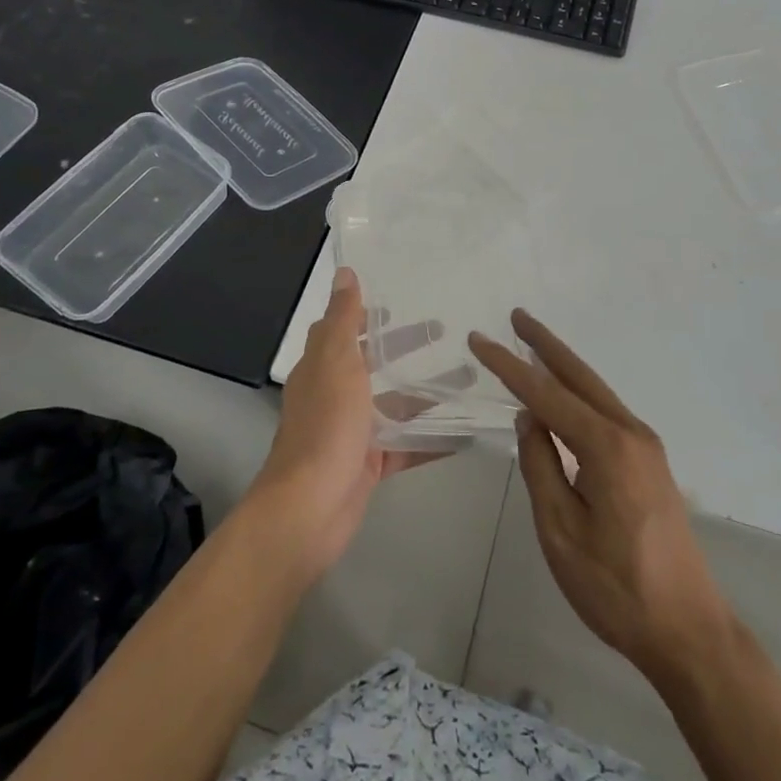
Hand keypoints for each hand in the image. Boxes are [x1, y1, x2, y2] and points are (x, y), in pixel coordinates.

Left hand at [250, 267, 437, 580]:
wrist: (309, 508)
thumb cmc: (325, 426)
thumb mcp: (337, 361)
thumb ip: (344, 318)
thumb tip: (345, 272)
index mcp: (323, 366)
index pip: (344, 329)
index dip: (367, 314)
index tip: (401, 300)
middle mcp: (336, 395)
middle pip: (375, 363)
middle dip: (407, 347)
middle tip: (446, 331)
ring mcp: (353, 431)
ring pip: (396, 404)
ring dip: (428, 391)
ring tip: (470, 377)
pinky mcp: (370, 464)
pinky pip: (407, 444)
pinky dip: (433, 437)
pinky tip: (467, 430)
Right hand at [470, 311, 733, 685]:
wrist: (689, 631)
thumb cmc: (616, 588)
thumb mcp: (561, 532)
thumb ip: (541, 467)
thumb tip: (530, 418)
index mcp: (607, 446)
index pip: (546, 394)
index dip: (509, 366)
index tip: (479, 339)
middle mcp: (630, 432)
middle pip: (579, 376)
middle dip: (545, 344)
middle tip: (516, 316)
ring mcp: (645, 446)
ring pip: (596, 391)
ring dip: (563, 366)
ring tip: (532, 345)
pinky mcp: (650, 462)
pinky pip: (606, 411)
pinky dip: (579, 393)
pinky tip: (565, 396)